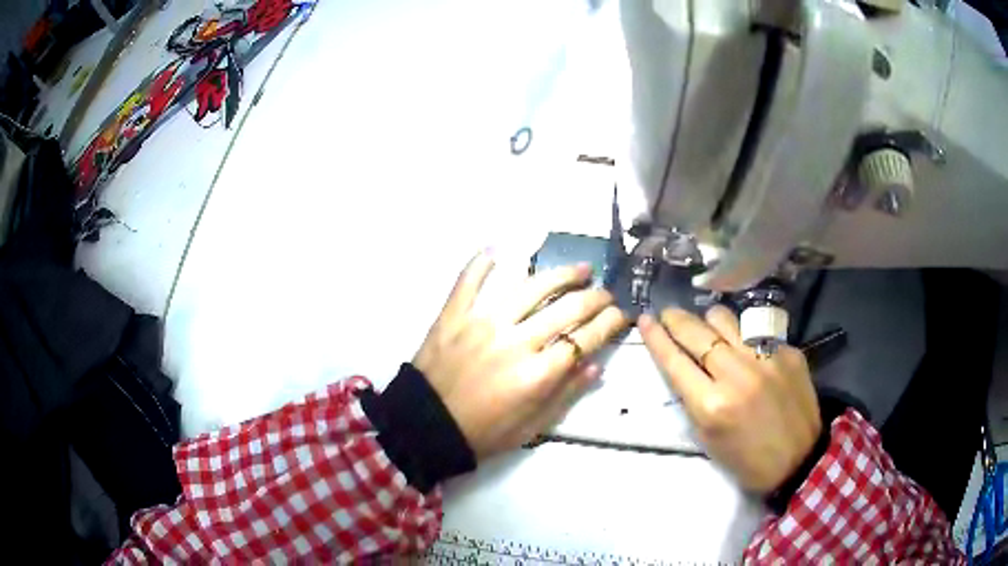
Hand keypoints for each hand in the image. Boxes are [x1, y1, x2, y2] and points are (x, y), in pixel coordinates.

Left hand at [414, 251, 628, 459]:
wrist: (426, 427)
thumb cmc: (484, 432)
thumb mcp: (532, 427)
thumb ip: (566, 394)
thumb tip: (596, 365)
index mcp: (537, 374)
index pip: (585, 339)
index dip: (609, 323)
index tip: (621, 314)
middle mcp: (515, 341)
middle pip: (566, 309)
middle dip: (595, 298)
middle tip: (605, 292)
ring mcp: (482, 323)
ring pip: (529, 287)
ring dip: (560, 274)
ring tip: (579, 269)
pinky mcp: (454, 315)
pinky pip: (469, 281)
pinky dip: (481, 264)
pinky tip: (496, 250)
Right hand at [639, 306, 820, 493]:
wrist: (799, 459)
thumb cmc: (747, 460)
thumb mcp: (708, 440)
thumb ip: (693, 400)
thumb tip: (683, 366)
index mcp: (712, 405)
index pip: (675, 361)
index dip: (656, 338)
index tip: (644, 319)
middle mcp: (737, 374)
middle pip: (697, 332)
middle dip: (676, 319)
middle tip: (668, 314)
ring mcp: (765, 357)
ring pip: (726, 318)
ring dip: (710, 322)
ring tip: (709, 329)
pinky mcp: (788, 351)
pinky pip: (756, 331)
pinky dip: (743, 337)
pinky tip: (746, 349)